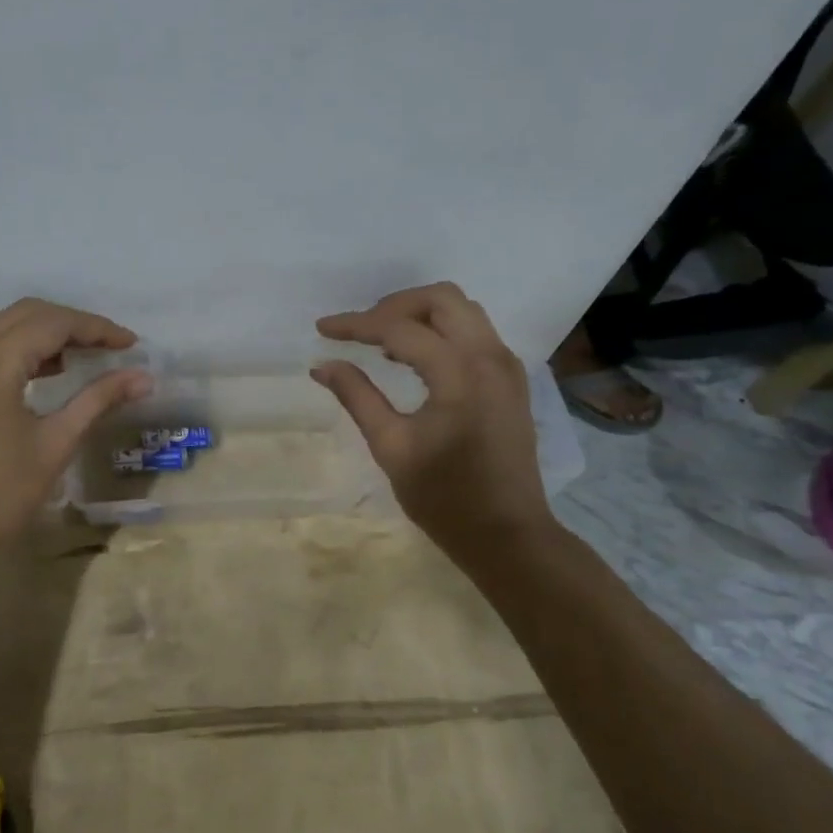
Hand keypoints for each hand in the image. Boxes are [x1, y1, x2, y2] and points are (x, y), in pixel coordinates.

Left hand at [0, 299, 151, 552]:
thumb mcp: (55, 443)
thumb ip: (97, 400)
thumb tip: (143, 378)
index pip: (52, 324)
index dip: (96, 328)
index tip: (130, 343)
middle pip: (27, 314)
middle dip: (73, 325)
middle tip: (111, 347)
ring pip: (5, 326)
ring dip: (46, 334)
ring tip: (86, 357)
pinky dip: (20, 348)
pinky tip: (47, 370)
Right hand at [312, 283, 556, 557]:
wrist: (507, 534)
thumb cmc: (444, 497)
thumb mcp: (391, 447)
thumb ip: (357, 397)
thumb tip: (322, 365)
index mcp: (460, 374)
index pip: (400, 329)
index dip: (356, 325)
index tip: (322, 330)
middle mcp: (490, 357)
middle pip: (441, 298)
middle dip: (393, 306)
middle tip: (359, 331)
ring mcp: (507, 366)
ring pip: (463, 310)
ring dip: (419, 315)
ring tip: (382, 343)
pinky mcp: (511, 380)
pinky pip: (475, 332)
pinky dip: (441, 331)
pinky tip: (414, 359)